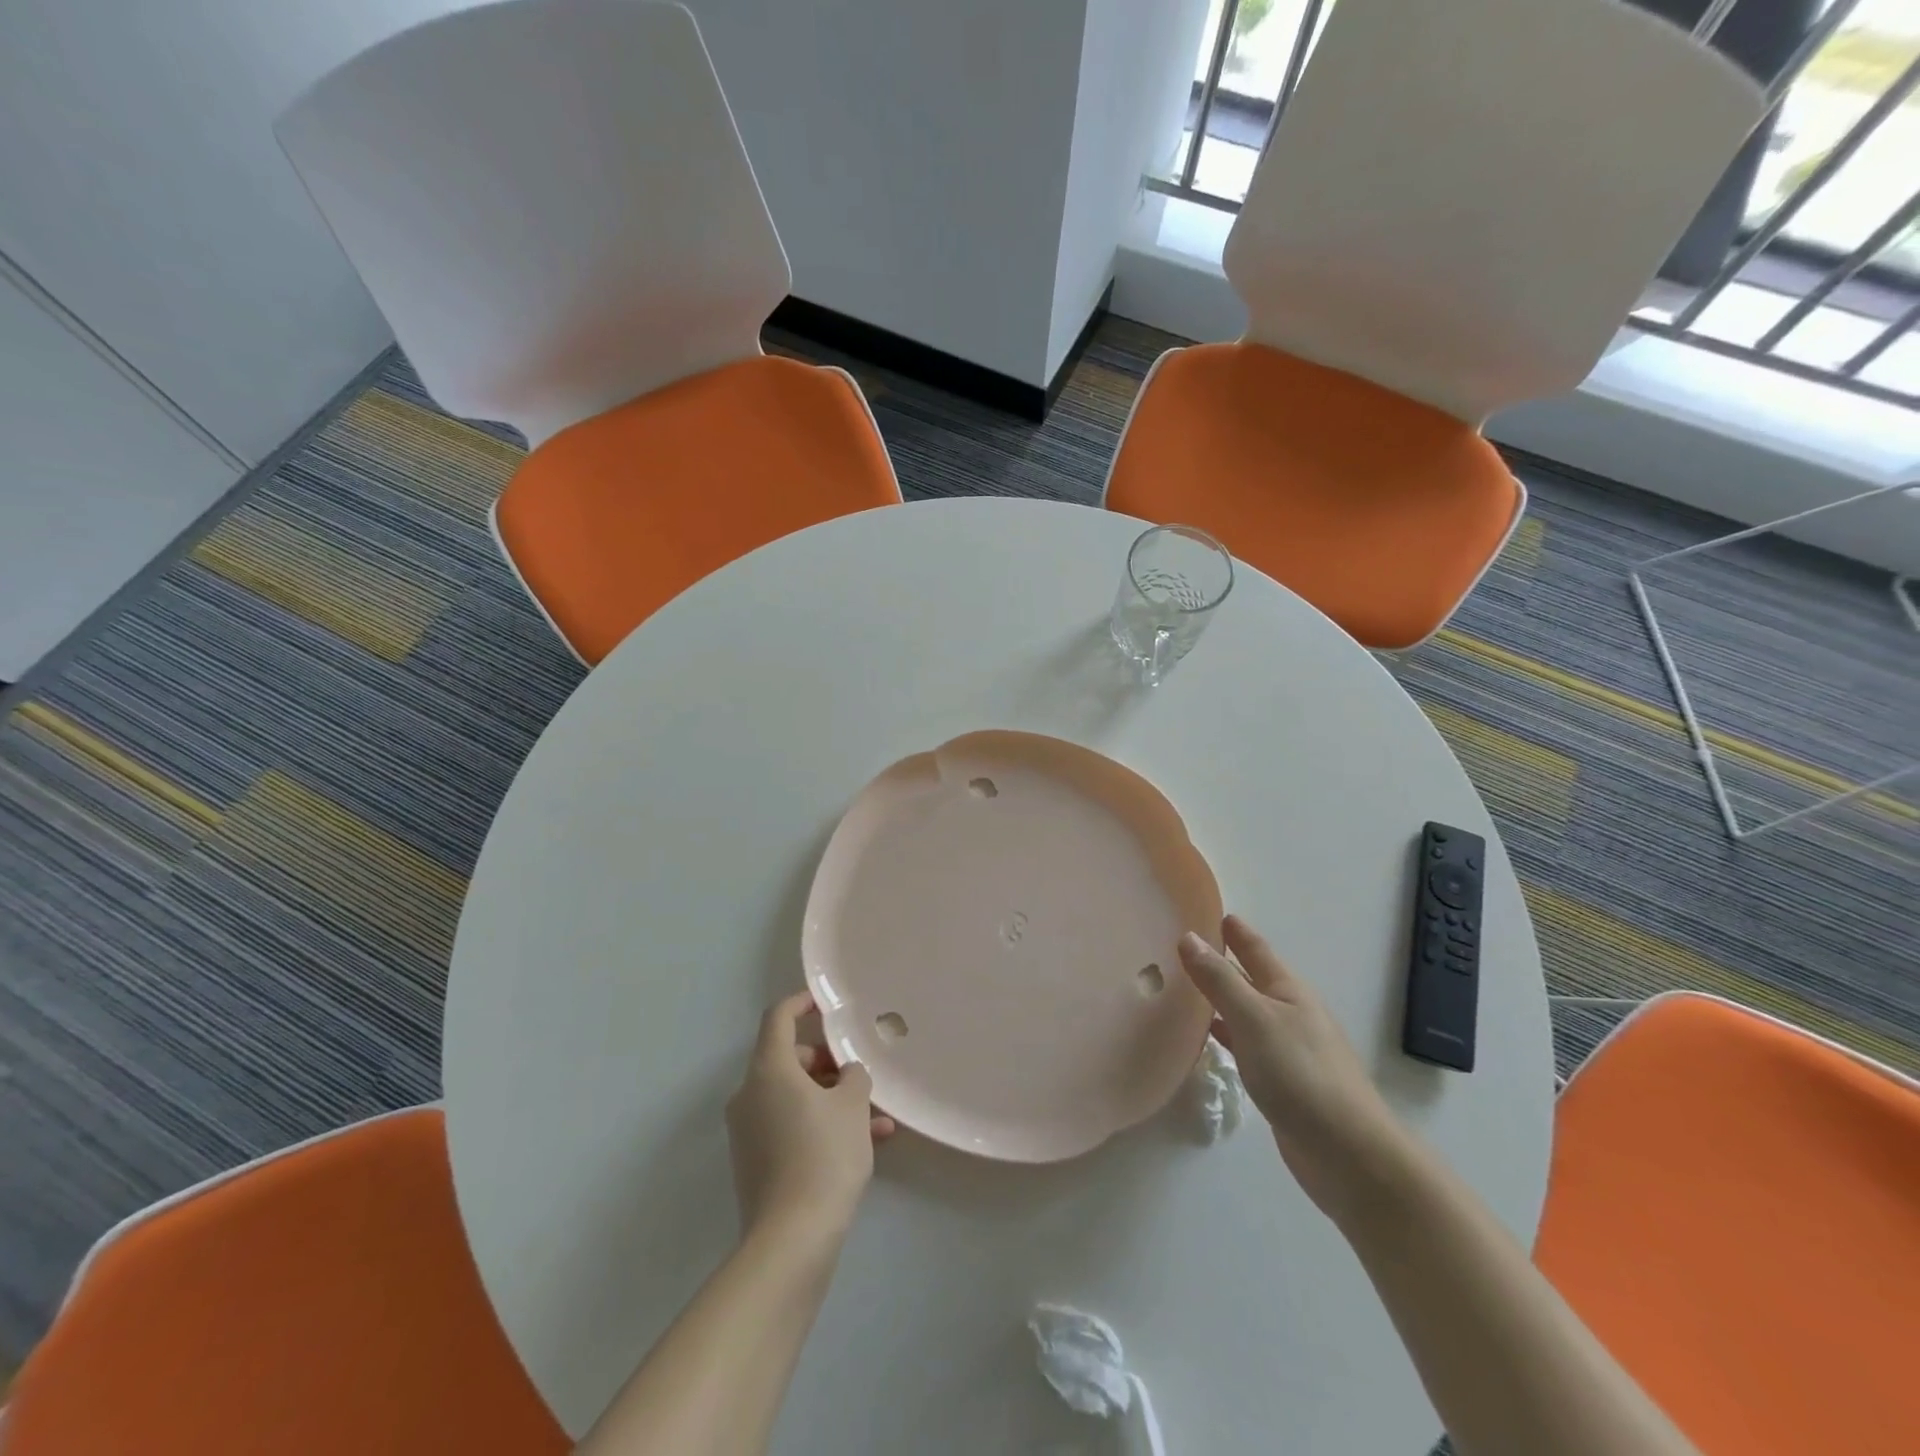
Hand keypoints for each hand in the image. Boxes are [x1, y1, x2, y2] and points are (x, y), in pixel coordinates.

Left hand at [726, 991, 895, 1241]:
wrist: (791, 1241)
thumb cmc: (824, 1156)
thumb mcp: (853, 1105)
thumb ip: (853, 1076)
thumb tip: (846, 1073)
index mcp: (768, 1070)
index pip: (778, 1017)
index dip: (801, 1003)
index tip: (825, 1004)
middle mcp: (750, 1094)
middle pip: (787, 1059)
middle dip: (826, 1062)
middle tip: (858, 1075)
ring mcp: (748, 1130)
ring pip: (794, 1096)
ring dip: (831, 1098)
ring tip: (876, 1117)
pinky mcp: (754, 1161)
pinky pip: (790, 1125)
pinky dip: (820, 1124)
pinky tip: (864, 1143)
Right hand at [1179, 916, 1407, 1223]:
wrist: (1348, 1154)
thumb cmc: (1301, 1075)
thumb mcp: (1254, 1019)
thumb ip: (1219, 980)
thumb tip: (1188, 937)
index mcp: (1288, 991)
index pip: (1256, 949)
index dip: (1235, 931)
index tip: (1212, 912)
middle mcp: (1289, 1013)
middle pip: (1251, 978)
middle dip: (1224, 961)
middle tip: (1186, 945)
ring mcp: (1287, 1049)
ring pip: (1246, 1012)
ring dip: (1221, 998)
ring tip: (1186, 986)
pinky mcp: (1281, 1081)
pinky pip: (1245, 1044)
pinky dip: (1224, 1034)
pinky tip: (1205, 1038)